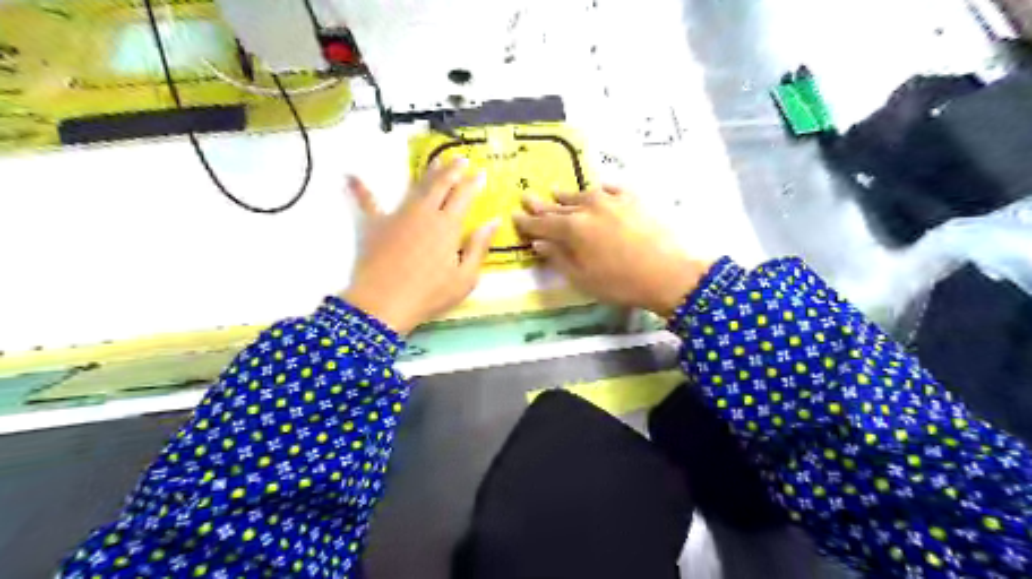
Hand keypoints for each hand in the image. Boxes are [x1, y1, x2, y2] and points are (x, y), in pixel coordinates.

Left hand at [343, 160, 497, 337]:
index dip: (473, 182)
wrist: (383, 304)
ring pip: (415, 187)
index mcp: (447, 225)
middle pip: (440, 184)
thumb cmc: (429, 294)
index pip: (464, 195)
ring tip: (435, 162)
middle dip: (453, 169)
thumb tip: (493, 222)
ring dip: (427, 173)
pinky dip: (359, 189)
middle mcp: (424, 213)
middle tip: (461, 159)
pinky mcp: (375, 225)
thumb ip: (478, 247)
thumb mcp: (465, 278)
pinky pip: (367, 202)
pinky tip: (349, 176)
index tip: (481, 172)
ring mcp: (397, 215)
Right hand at [515, 186, 711, 315]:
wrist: (670, 273)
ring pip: (582, 195)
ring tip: (556, 192)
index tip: (515, 216)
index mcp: (572, 229)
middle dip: (542, 205)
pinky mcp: (634, 198)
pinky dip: (599, 191)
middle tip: (527, 197)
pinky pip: (610, 189)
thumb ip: (559, 258)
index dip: (527, 222)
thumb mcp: (583, 278)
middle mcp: (588, 208)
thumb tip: (539, 243)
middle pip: (559, 207)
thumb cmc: (621, 283)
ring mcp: (612, 200)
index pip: (542, 224)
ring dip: (567, 196)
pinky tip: (597, 190)